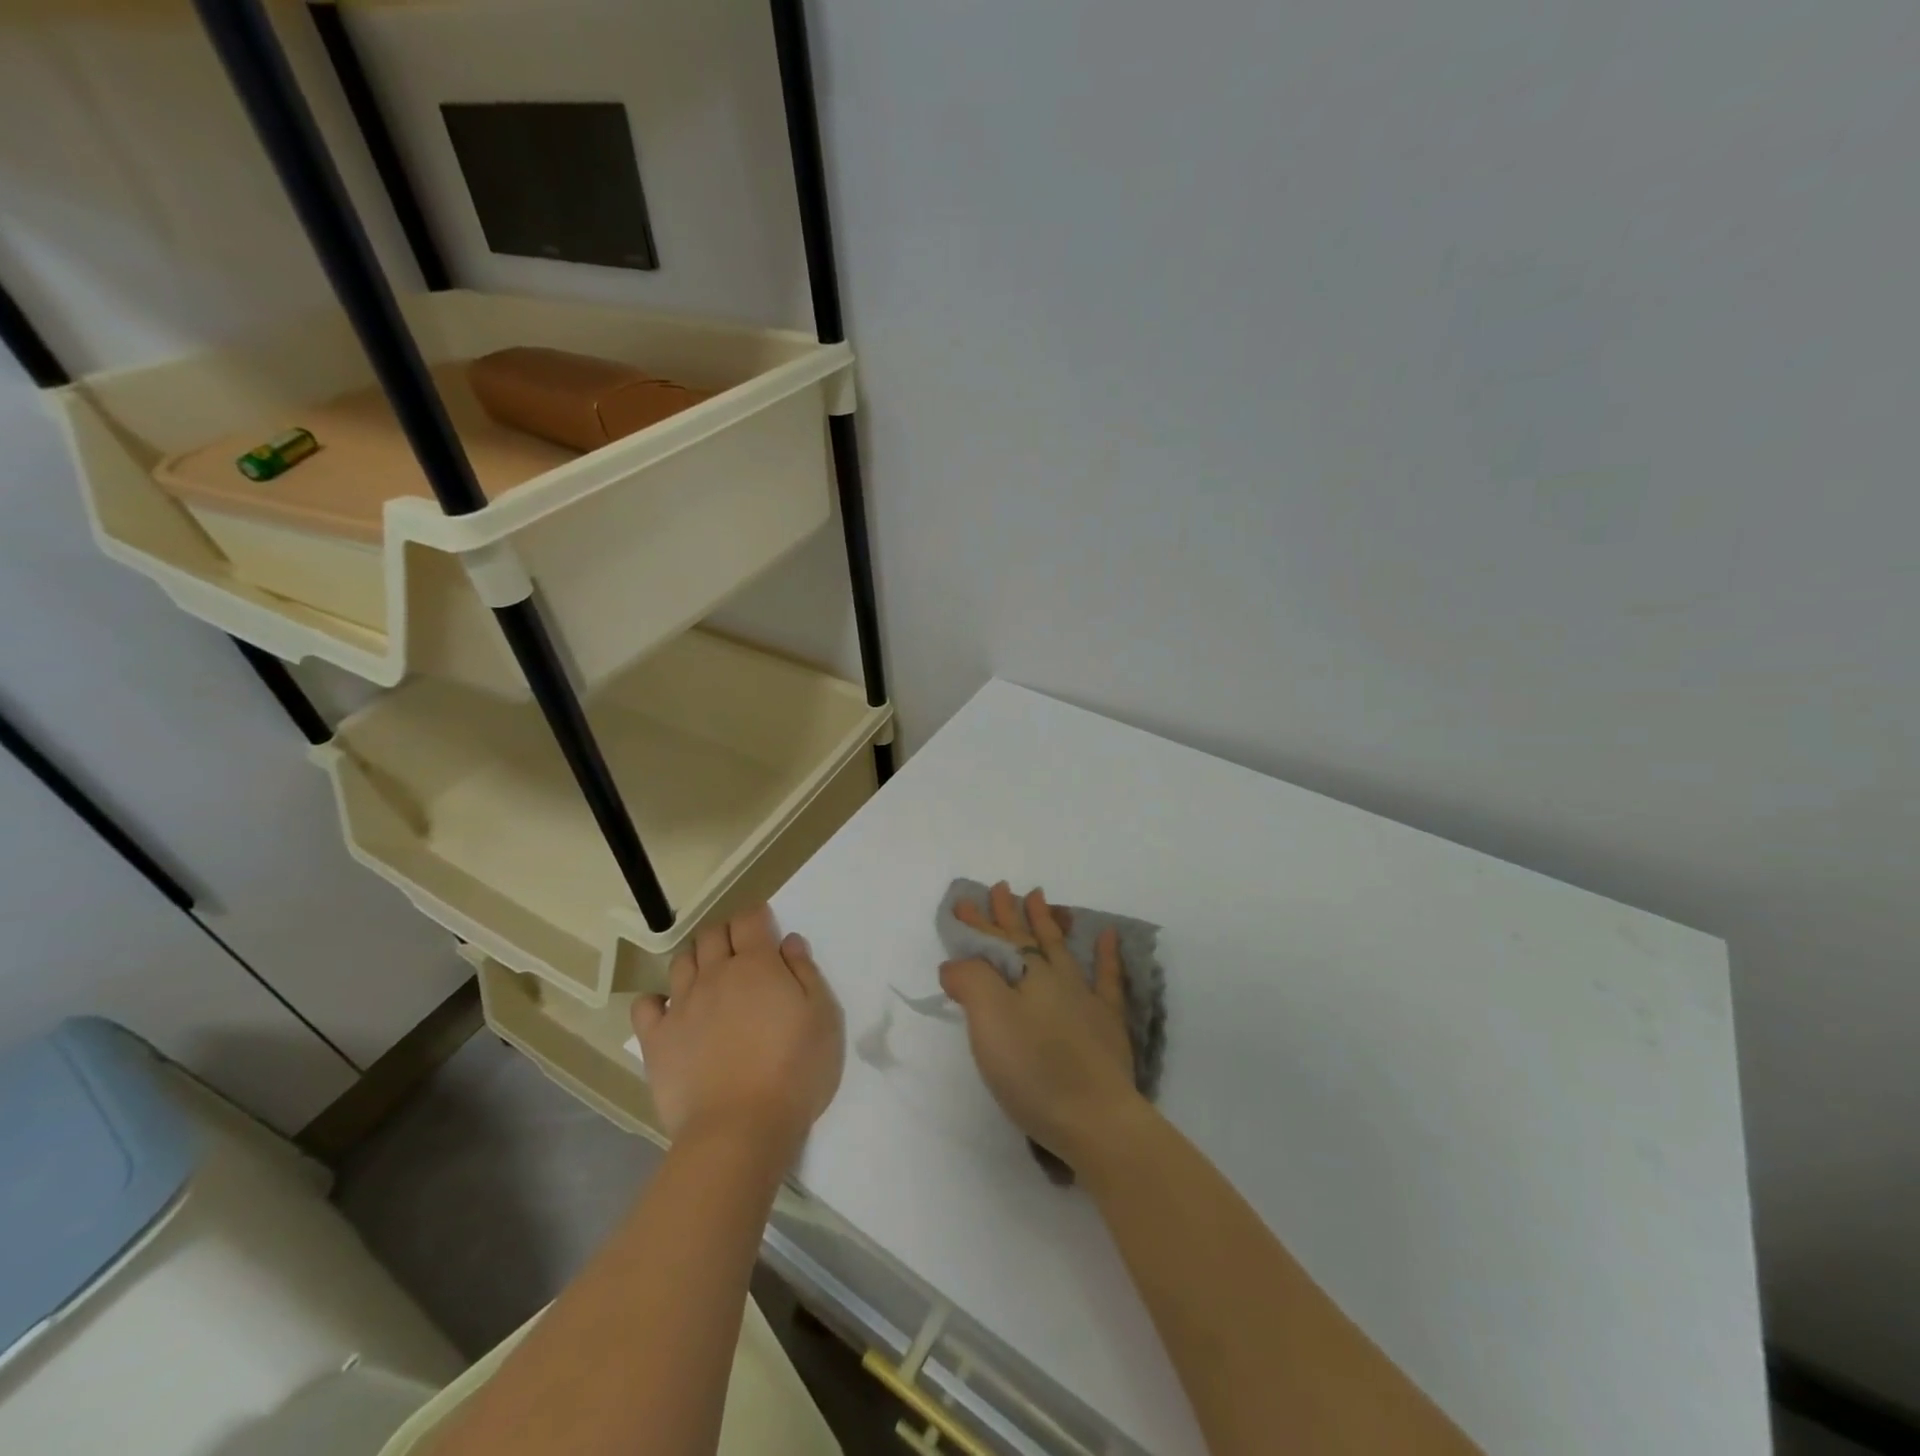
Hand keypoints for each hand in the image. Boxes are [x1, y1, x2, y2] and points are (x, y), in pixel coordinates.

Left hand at [631, 904, 843, 1150]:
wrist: (740, 1129)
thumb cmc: (795, 1070)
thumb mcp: (823, 1017)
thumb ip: (806, 972)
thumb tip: (788, 942)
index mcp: (757, 964)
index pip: (749, 919)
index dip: (757, 916)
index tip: (765, 926)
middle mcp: (715, 974)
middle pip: (712, 935)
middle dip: (726, 933)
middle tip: (741, 951)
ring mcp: (681, 1006)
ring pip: (681, 962)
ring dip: (696, 960)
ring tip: (709, 977)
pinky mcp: (657, 1040)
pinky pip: (645, 1005)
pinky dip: (656, 1000)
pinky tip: (669, 1010)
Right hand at [941, 882, 1143, 1172]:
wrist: (1095, 1119)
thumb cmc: (1034, 1069)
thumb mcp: (988, 1020)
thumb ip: (970, 981)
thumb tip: (957, 962)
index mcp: (1026, 975)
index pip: (995, 941)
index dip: (977, 923)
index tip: (963, 902)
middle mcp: (1055, 978)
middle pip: (1026, 939)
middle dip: (1008, 914)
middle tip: (1000, 888)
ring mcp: (1085, 999)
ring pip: (1061, 949)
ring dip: (1047, 923)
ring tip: (1039, 897)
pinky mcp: (1107, 1025)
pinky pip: (1107, 978)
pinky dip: (1107, 954)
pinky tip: (1108, 935)